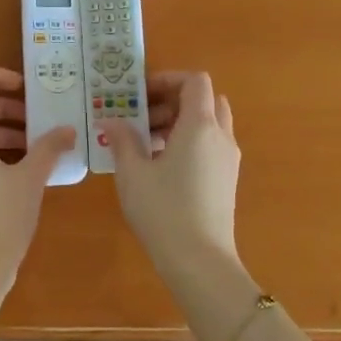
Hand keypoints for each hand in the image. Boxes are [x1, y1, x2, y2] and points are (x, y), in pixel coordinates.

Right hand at [102, 71, 241, 283]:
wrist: (200, 262)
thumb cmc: (163, 210)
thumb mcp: (132, 173)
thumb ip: (122, 140)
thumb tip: (111, 120)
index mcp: (200, 125)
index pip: (195, 81)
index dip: (168, 79)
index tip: (141, 93)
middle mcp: (221, 136)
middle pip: (205, 100)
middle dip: (173, 101)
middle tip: (142, 117)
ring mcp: (228, 159)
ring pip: (209, 124)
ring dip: (180, 122)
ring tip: (145, 143)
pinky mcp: (227, 179)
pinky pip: (211, 145)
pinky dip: (189, 142)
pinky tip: (160, 165)